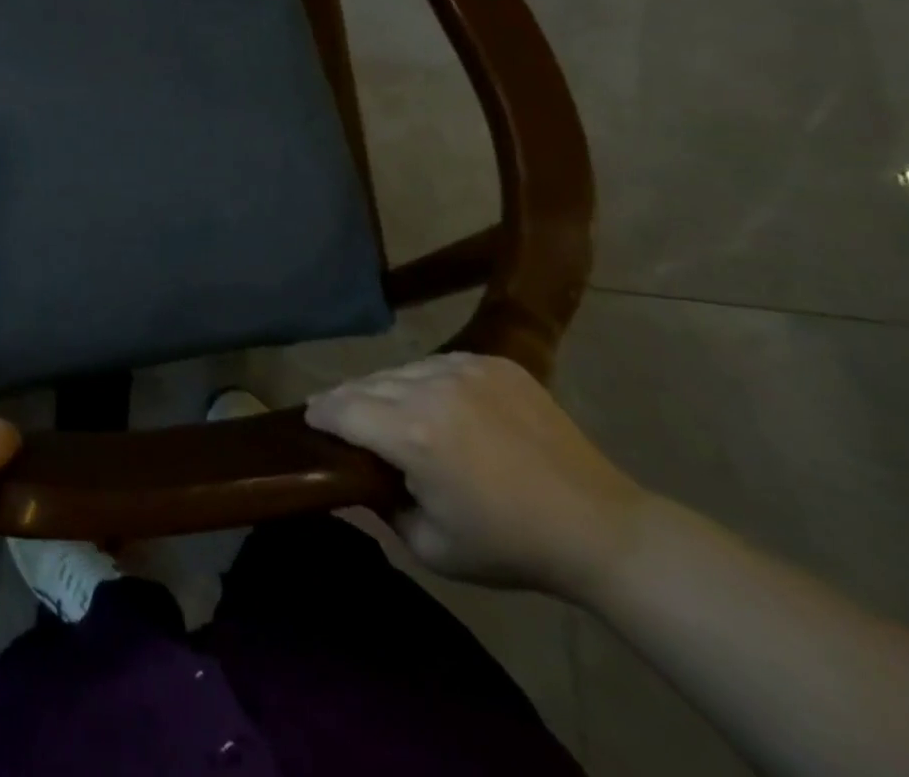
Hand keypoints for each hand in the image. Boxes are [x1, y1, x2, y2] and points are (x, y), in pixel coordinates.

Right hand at [306, 353, 647, 602]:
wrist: (598, 527)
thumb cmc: (510, 546)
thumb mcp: (432, 547)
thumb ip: (383, 508)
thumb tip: (358, 479)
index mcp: (413, 434)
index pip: (342, 408)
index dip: (320, 413)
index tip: (309, 418)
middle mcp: (431, 388)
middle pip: (367, 383)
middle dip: (347, 399)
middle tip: (338, 414)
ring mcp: (465, 369)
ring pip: (401, 369)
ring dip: (385, 388)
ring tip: (384, 408)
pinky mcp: (492, 362)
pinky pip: (439, 363)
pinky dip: (424, 380)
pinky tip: (433, 402)